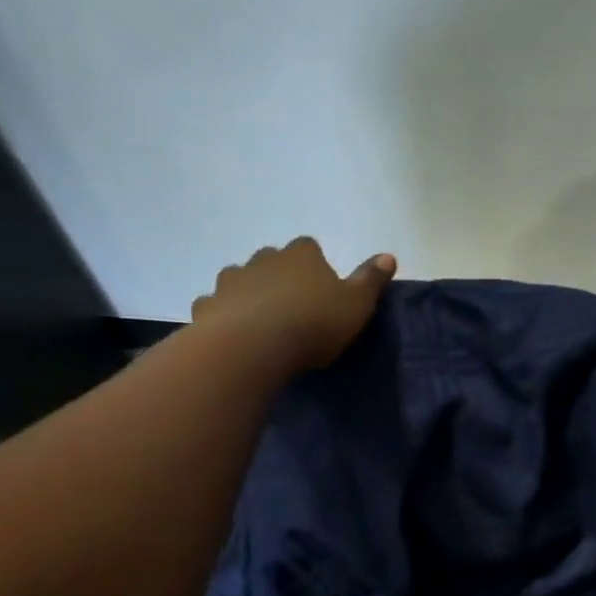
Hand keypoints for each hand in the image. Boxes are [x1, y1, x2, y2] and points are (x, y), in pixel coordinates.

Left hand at [193, 237, 396, 372]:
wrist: (251, 348)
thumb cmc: (312, 324)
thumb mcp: (357, 305)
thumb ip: (371, 280)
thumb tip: (388, 255)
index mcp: (302, 255)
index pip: (310, 247)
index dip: (316, 264)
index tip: (322, 289)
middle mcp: (263, 259)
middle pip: (272, 259)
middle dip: (280, 276)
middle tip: (292, 306)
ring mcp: (230, 281)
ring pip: (239, 279)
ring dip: (248, 292)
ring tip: (260, 320)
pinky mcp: (206, 306)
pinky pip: (214, 305)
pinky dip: (222, 314)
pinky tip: (231, 333)